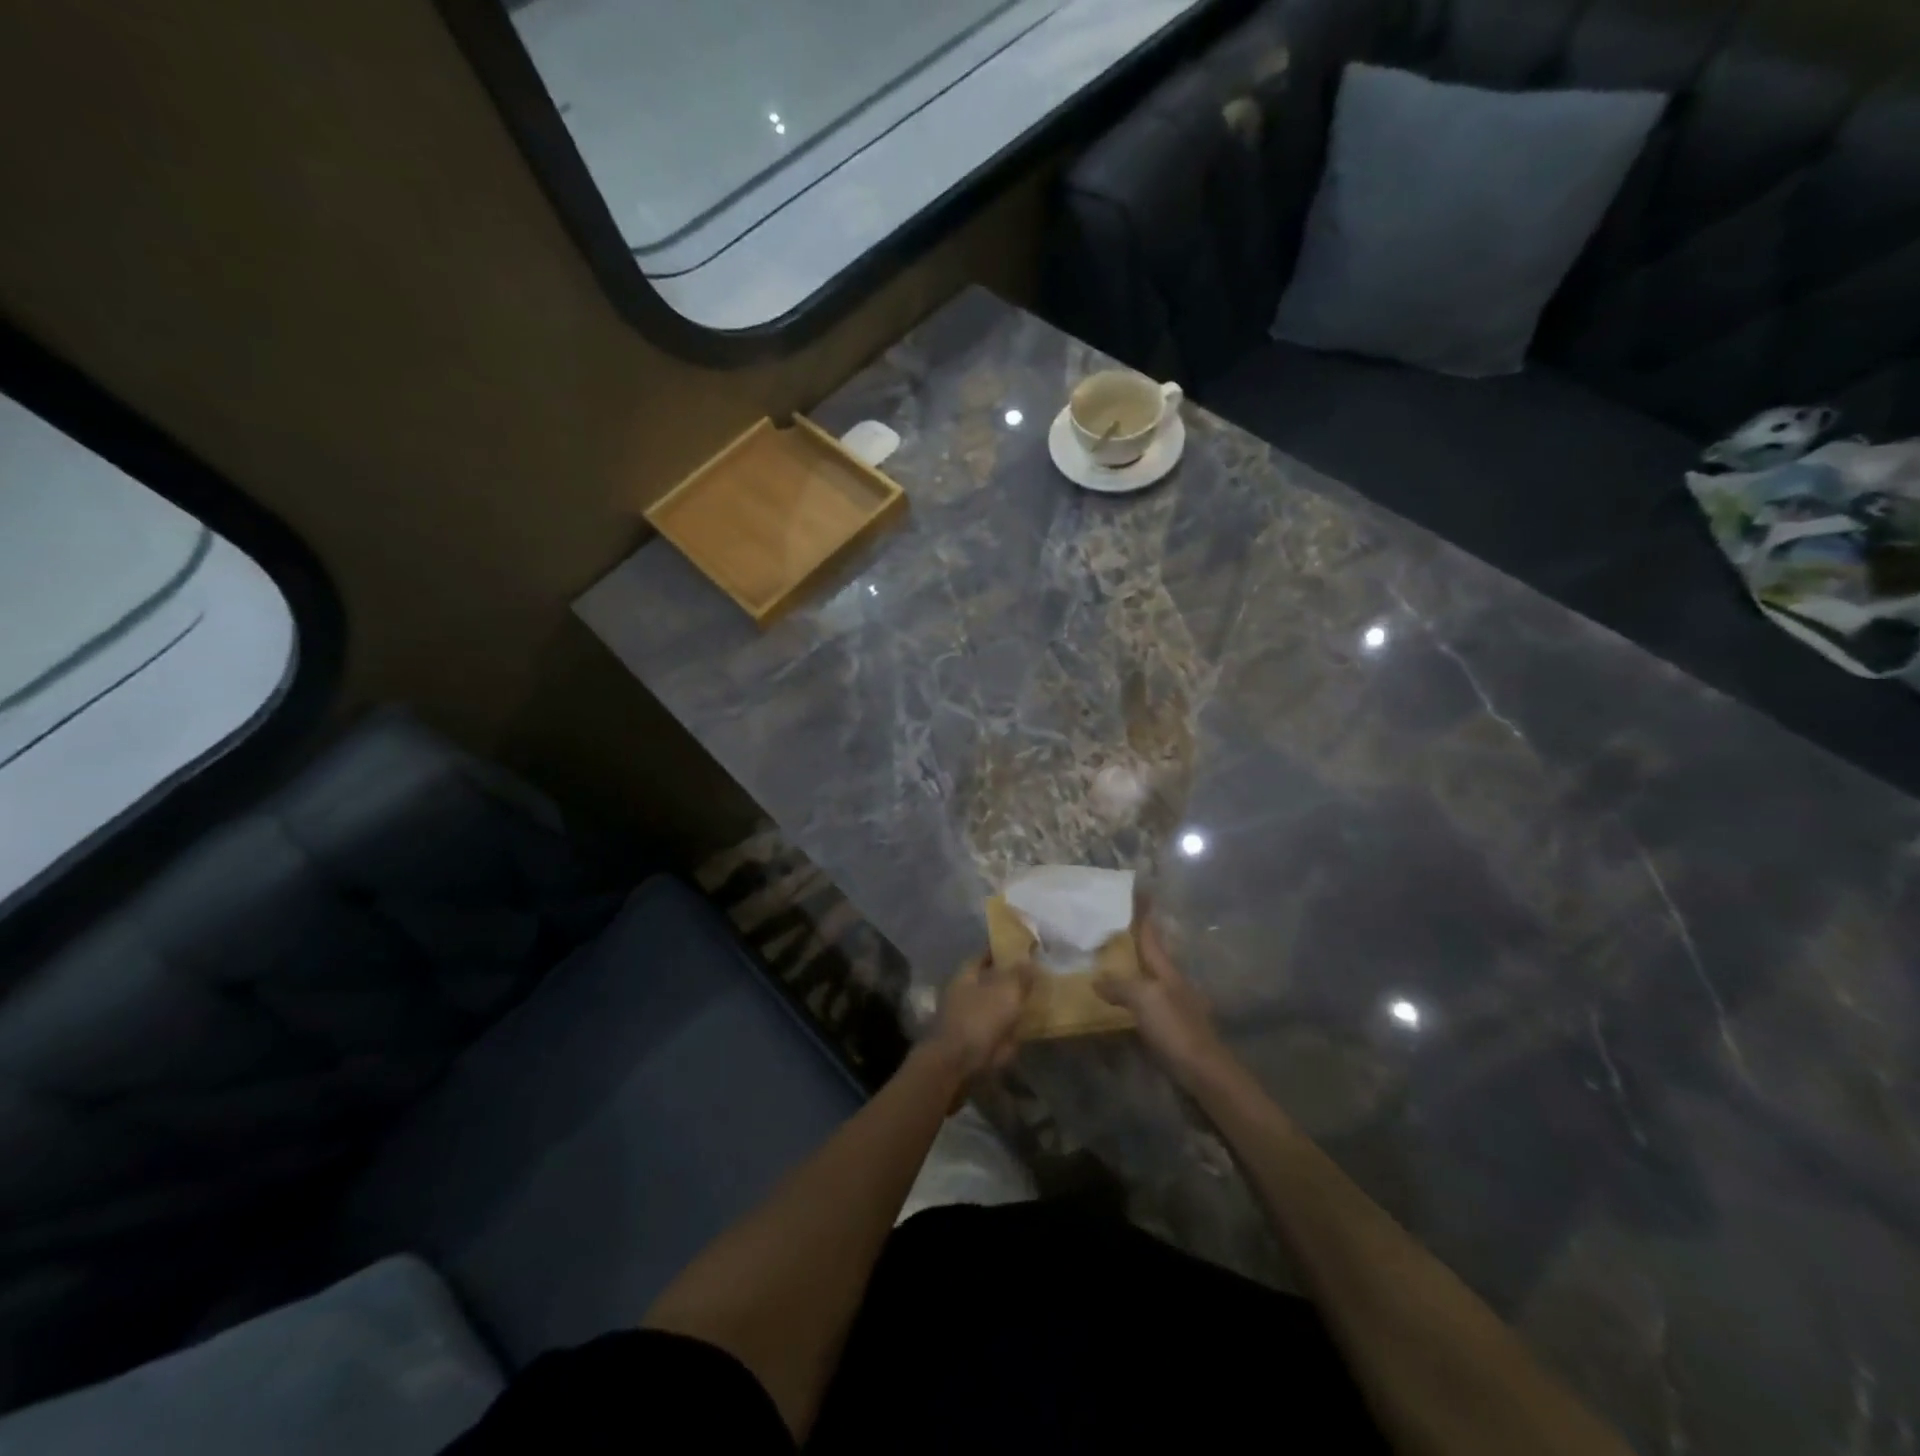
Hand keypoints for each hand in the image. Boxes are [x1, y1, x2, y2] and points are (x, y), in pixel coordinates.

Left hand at [923, 955, 1034, 1081]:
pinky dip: (1017, 1027)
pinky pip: (1004, 1029)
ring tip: (1044, 999)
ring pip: (1000, 1005)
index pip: (988, 953)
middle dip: (1015, 979)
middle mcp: (968, 992)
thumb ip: (1020, 974)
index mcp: (968, 973)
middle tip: (1043, 976)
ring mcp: (973, 1018)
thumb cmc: (979, 1019)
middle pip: (995, 980)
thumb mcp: (1006, 990)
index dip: (1007, 950)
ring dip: (1016, 1004)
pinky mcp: (980, 1042)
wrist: (959, 1065)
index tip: (1030, 950)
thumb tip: (1030, 960)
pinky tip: (1036, 1025)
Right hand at [1095, 917, 1231, 1086]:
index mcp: (1167, 970)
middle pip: (1150, 955)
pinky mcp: (1169, 1029)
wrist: (1206, 1075)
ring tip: (1106, 960)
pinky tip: (1117, 1001)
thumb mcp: (1146, 1000)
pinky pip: (1144, 1003)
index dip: (1143, 913)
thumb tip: (1096, 979)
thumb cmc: (1177, 1030)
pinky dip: (1129, 995)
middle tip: (1109, 925)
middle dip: (1134, 939)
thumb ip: (1121, 986)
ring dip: (1130, 968)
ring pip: (1146, 979)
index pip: (1151, 935)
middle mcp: (1171, 983)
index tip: (1137, 889)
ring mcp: (1172, 1006)